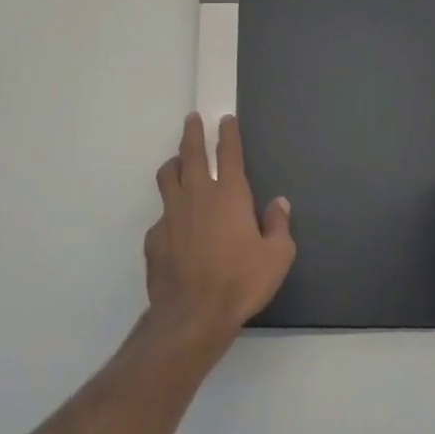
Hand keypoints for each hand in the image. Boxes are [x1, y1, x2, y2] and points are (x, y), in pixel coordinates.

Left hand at [145, 114, 295, 342]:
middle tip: (192, 119)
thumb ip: (279, 226)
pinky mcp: (155, 236)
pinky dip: (170, 212)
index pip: (228, 153)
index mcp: (229, 195)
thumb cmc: (241, 282)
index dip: (228, 133)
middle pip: (191, 153)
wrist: (192, 314)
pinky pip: (162, 214)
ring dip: (174, 163)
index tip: (225, 119)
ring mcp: (171, 214)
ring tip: (177, 161)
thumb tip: (279, 203)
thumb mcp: (277, 257)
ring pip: (168, 176)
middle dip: (193, 133)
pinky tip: (175, 226)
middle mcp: (197, 195)